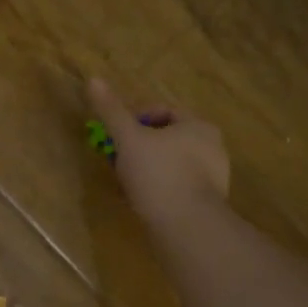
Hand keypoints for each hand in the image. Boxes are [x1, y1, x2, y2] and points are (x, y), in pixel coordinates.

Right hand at [89, 77, 229, 223]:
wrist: (186, 226)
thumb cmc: (158, 174)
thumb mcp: (128, 139)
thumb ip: (111, 111)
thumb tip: (93, 79)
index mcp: (199, 126)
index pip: (164, 111)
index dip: (134, 118)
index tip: (116, 134)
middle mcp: (213, 148)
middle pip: (167, 138)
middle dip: (139, 147)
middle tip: (117, 159)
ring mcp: (214, 178)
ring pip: (171, 164)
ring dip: (147, 169)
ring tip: (126, 183)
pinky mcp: (208, 203)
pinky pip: (177, 187)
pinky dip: (159, 189)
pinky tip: (142, 201)